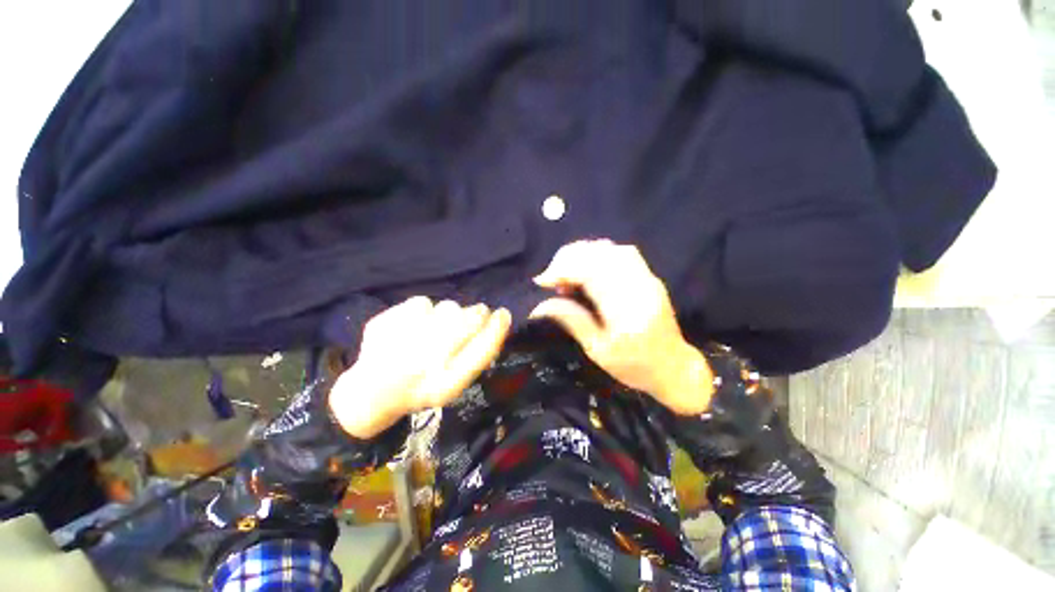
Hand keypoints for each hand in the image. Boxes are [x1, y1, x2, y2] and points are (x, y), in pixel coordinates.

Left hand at [329, 297, 510, 438]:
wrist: (372, 392)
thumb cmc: (424, 386)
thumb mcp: (457, 381)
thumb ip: (479, 353)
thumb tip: (498, 319)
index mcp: (446, 384)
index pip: (482, 350)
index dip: (497, 328)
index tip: (503, 314)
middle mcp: (425, 364)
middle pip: (469, 320)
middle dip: (477, 314)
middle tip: (473, 316)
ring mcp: (402, 342)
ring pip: (448, 307)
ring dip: (449, 314)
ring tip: (435, 329)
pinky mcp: (384, 324)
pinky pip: (421, 302)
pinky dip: (423, 310)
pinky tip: (413, 326)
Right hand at [529, 240, 712, 414]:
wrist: (675, 368)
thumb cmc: (634, 367)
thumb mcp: (598, 351)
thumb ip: (572, 320)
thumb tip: (539, 305)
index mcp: (626, 311)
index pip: (592, 273)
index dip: (563, 270)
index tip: (542, 281)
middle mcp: (639, 287)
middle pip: (601, 254)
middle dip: (569, 258)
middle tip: (552, 276)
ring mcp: (648, 279)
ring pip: (612, 249)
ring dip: (583, 254)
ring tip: (567, 271)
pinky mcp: (649, 276)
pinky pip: (622, 253)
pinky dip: (598, 255)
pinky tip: (588, 269)